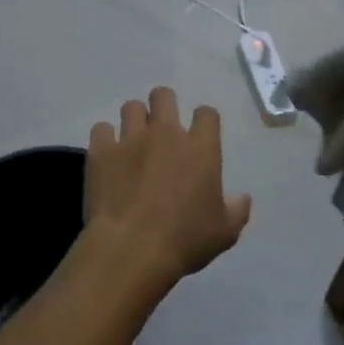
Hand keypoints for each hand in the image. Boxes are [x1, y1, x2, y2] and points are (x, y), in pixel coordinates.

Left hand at [84, 88, 251, 286]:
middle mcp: (165, 134)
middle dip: (164, 105)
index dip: (204, 120)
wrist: (132, 248)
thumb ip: (237, 210)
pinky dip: (105, 139)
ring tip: (134, 140)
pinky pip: (101, 129)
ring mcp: (130, 139)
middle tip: (162, 128)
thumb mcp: (224, 232)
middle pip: (164, 96)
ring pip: (131, 107)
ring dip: (135, 120)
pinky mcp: (101, 152)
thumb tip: (242, 198)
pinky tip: (108, 155)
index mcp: (200, 149)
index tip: (201, 133)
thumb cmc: (185, 240)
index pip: (207, 113)